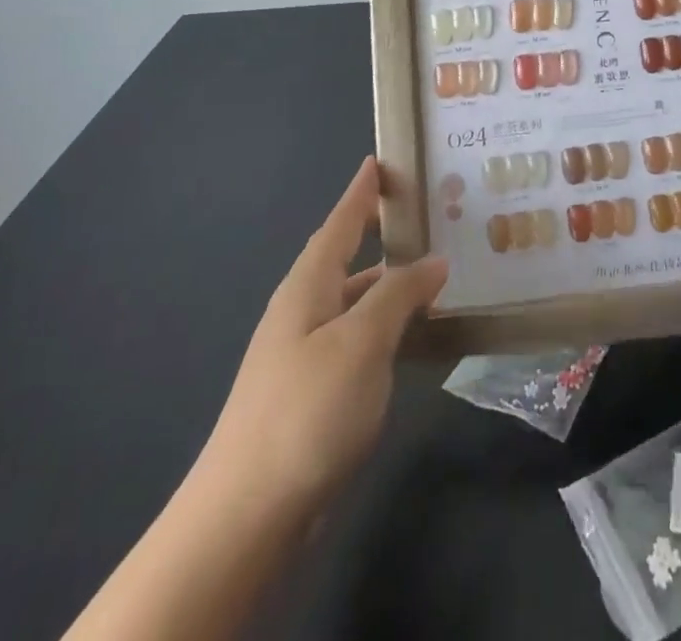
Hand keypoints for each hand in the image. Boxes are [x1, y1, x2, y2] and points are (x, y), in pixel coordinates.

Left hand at [200, 157, 447, 522]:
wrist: (245, 517)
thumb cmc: (306, 410)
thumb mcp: (362, 341)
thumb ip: (400, 294)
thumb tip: (435, 259)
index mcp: (307, 287)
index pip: (340, 223)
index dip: (361, 192)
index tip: (379, 161)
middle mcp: (302, 311)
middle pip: (346, 258)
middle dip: (380, 234)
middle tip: (427, 215)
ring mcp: (304, 355)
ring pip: (355, 301)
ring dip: (389, 283)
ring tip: (435, 272)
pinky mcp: (313, 393)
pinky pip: (358, 338)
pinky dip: (386, 325)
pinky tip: (412, 336)